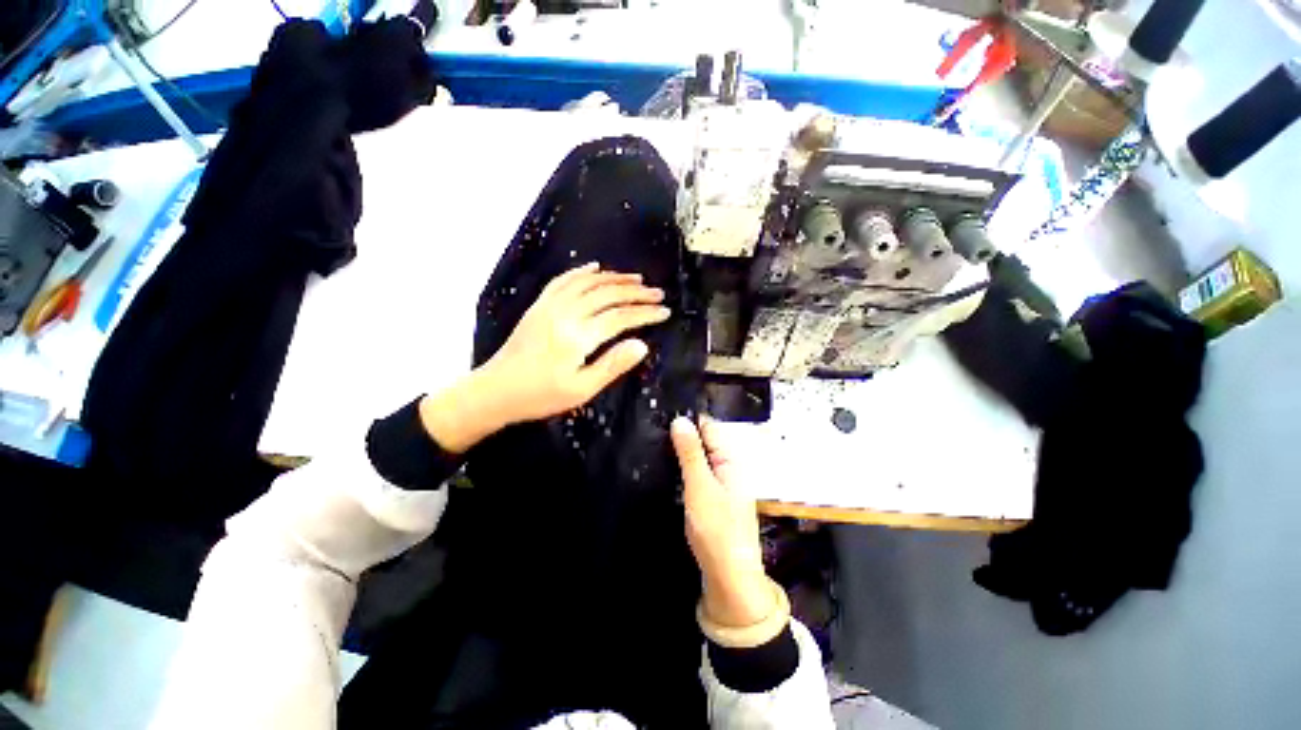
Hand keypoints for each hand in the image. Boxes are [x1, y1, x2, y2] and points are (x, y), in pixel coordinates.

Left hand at [420, 264, 668, 452]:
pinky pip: (563, 280)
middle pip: (608, 295)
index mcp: (578, 336)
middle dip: (636, 293)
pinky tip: (596, 267)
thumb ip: (612, 365)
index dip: (645, 313)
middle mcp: (565, 313)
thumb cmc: (541, 396)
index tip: (664, 312)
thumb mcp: (581, 390)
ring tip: (636, 279)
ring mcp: (550, 305)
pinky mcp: (539, 305)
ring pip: (588, 283)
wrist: (496, 390)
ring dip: (615, 278)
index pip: (620, 317)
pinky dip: (582, 271)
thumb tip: (642, 344)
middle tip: (657, 293)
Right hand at [671, 416, 774, 628]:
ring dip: (680, 453)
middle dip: (681, 436)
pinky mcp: (712, 496)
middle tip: (652, 430)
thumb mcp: (700, 486)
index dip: (687, 420)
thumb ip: (690, 452)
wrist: (728, 576)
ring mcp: (720, 482)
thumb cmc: (717, 528)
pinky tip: (666, 467)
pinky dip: (682, 468)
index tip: (661, 415)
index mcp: (731, 459)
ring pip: (698, 457)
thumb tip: (680, 419)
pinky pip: (696, 473)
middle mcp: (728, 466)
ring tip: (654, 445)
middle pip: (703, 441)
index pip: (709, 427)